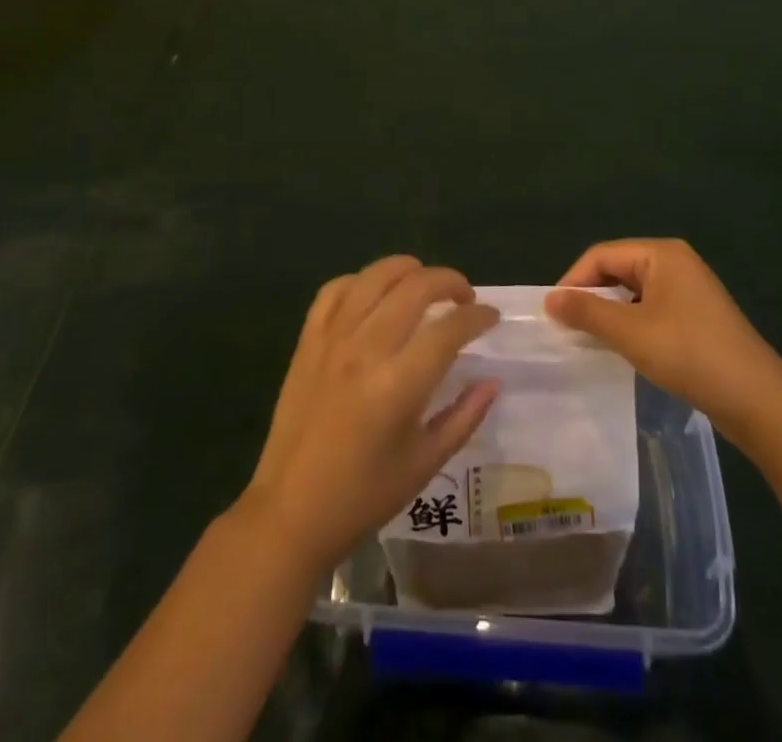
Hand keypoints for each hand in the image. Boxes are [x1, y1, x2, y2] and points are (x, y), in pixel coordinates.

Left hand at [238, 256, 499, 575]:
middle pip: (415, 287)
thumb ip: (463, 416)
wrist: (290, 512)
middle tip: (464, 297)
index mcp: (399, 384)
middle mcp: (366, 349)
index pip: (449, 329)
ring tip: (425, 282)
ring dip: (408, 269)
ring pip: (375, 276)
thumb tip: (492, 381)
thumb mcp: (425, 465)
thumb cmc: (363, 496)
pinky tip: (375, 294)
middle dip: (450, 281)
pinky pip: (335, 290)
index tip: (491, 317)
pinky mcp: (308, 340)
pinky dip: (360, 281)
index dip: (478, 316)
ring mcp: (333, 339)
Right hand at [545, 238, 781, 435]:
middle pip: (617, 269)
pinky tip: (623, 348)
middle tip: (567, 328)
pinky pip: (651, 310)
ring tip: (589, 340)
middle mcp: (675, 262)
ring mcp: (689, 290)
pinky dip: (631, 324)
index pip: (601, 255)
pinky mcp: (696, 317)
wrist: (758, 401)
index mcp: (661, 254)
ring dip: (609, 313)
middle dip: (591, 296)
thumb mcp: (630, 332)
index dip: (574, 281)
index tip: (553, 314)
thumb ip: (587, 312)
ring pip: (633, 292)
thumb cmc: (690, 354)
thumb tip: (549, 299)